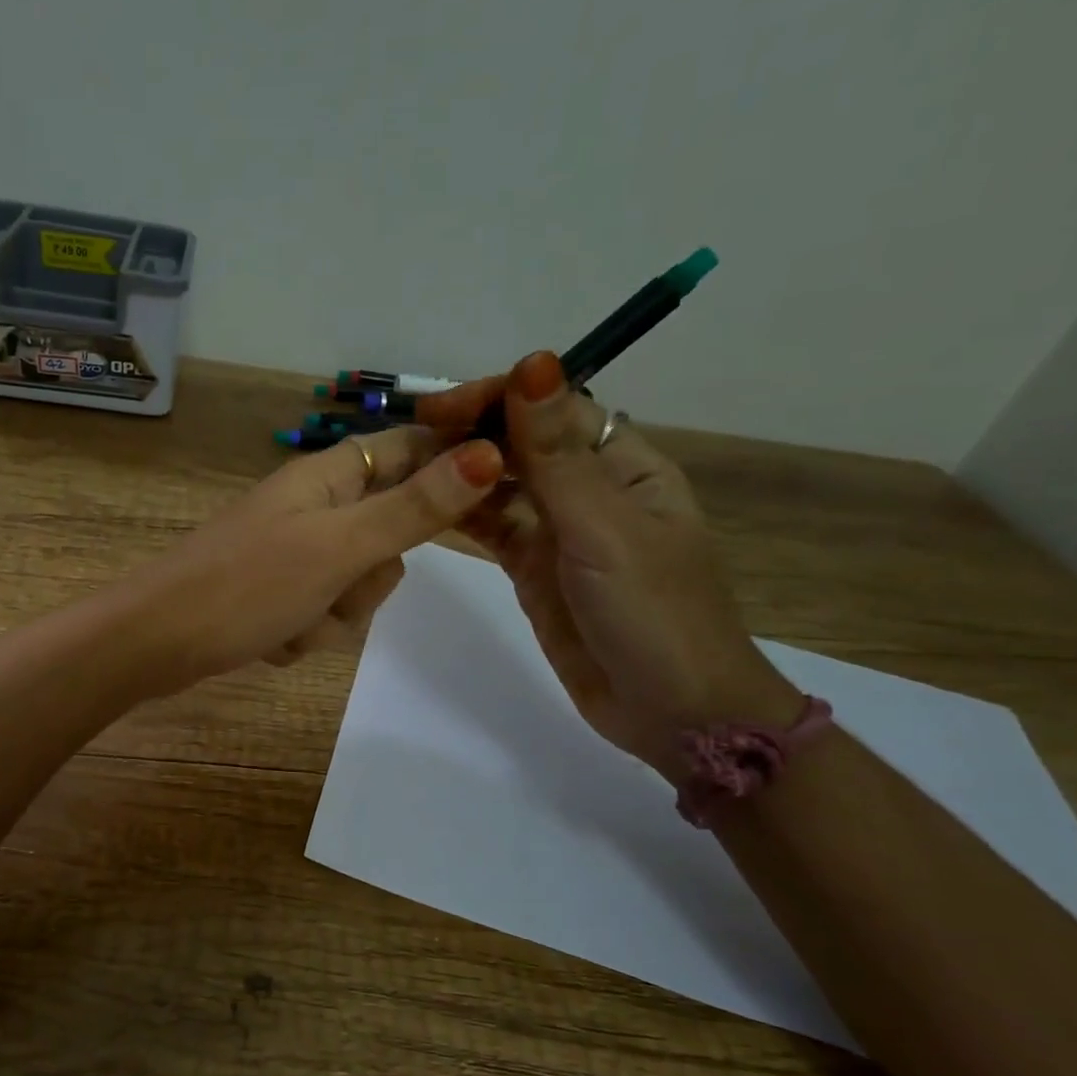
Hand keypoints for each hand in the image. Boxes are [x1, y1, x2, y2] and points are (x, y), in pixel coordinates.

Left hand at [123, 425, 503, 694]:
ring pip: (356, 586)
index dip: (449, 464)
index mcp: (327, 478)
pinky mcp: (276, 595)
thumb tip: (486, 455)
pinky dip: (304, 635)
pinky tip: (270, 641)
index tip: (493, 493)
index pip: (408, 449)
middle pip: (389, 534)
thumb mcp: (339, 547)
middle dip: (370, 577)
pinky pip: (322, 616)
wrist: (156, 643)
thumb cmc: (246, 586)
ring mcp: (293, 555)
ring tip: (293, 621)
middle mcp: (313, 508)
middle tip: (339, 583)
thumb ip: (413, 509)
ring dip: (334, 616)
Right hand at [417, 352, 800, 773]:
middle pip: (523, 442)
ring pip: (502, 485)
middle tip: (409, 439)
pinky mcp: (533, 570)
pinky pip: (492, 528)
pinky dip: (461, 514)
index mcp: (624, 465)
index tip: (439, 408)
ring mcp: (559, 532)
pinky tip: (424, 505)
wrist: (671, 713)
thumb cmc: (653, 613)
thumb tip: (534, 362)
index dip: (498, 397)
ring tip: (405, 469)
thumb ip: (557, 454)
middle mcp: (590, 489)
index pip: (554, 408)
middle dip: (471, 432)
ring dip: (460, 472)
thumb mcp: (604, 528)